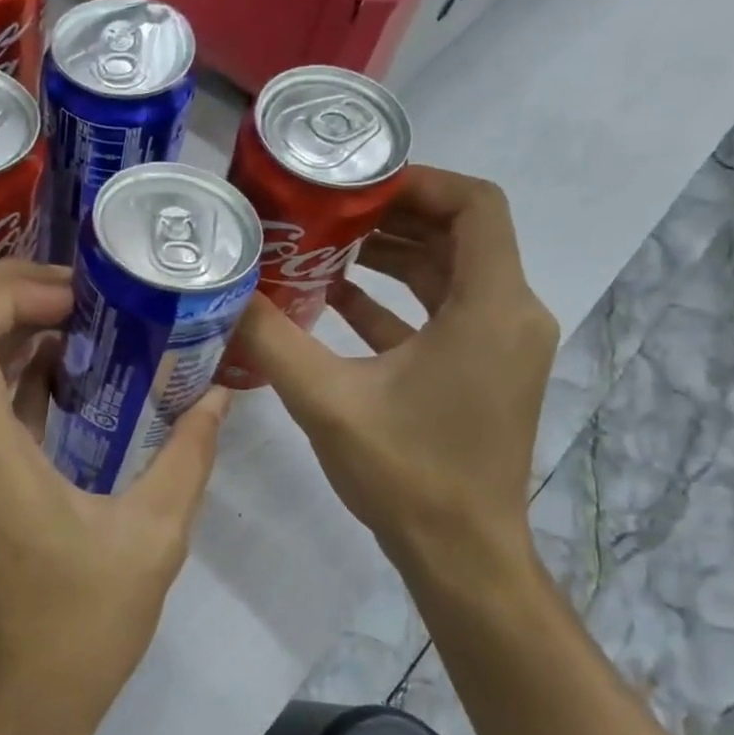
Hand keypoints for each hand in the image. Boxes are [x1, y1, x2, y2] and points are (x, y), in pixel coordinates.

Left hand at [0, 260, 229, 734]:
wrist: (11, 712)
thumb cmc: (78, 632)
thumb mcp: (152, 540)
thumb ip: (186, 456)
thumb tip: (217, 396)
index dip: (9, 291)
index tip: (78, 296)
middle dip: (9, 296)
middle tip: (83, 296)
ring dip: (8, 332)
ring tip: (83, 325)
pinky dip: (6, 375)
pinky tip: (66, 379)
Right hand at [232, 167, 557, 589]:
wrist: (460, 554)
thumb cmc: (406, 473)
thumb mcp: (327, 400)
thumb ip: (271, 339)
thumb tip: (223, 294)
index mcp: (490, 307)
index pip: (474, 205)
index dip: (416, 180)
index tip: (352, 183)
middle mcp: (510, 315)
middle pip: (459, 235)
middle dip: (390, 216)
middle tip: (322, 211)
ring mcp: (500, 346)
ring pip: (450, 275)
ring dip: (391, 257)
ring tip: (322, 246)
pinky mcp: (483, 372)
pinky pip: (443, 314)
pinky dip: (396, 301)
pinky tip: (336, 301)